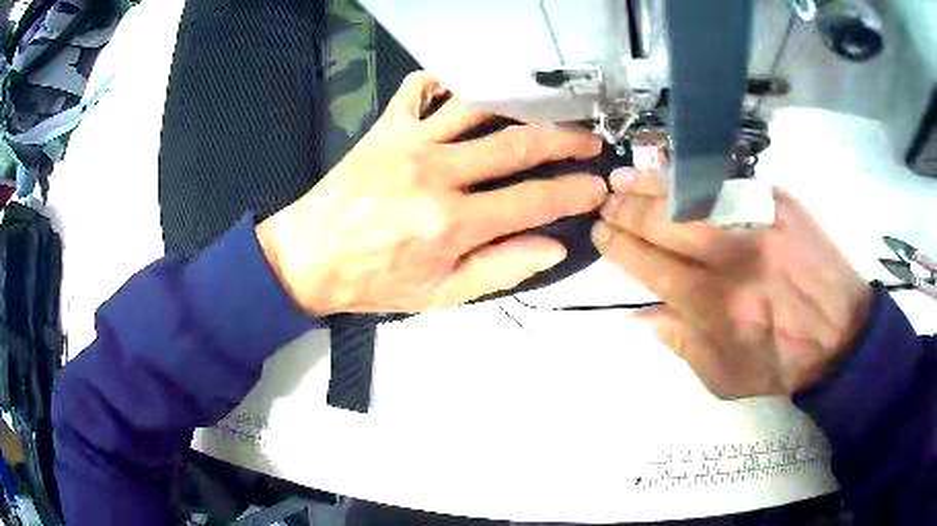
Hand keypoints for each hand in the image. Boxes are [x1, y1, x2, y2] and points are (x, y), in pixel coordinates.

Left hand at [257, 73, 606, 314]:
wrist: (308, 257)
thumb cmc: (373, 281)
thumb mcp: (439, 295)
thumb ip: (500, 269)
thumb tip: (553, 246)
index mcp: (453, 223)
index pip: (534, 200)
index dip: (575, 192)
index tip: (597, 186)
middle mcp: (437, 173)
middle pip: (518, 143)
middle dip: (566, 140)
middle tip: (590, 141)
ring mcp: (410, 142)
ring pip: (479, 106)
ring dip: (521, 105)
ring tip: (548, 109)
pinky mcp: (386, 128)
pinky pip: (419, 88)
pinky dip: (445, 81)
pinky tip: (466, 89)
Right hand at [593, 169, 873, 397]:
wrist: (841, 336)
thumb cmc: (781, 365)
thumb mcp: (725, 377)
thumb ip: (680, 345)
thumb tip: (640, 314)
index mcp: (716, 307)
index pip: (652, 267)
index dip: (620, 247)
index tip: (600, 233)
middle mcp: (734, 259)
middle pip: (666, 223)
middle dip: (627, 211)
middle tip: (605, 201)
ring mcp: (759, 223)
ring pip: (693, 194)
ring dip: (652, 185)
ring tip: (625, 179)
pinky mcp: (779, 203)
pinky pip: (729, 183)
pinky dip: (695, 178)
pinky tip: (675, 175)